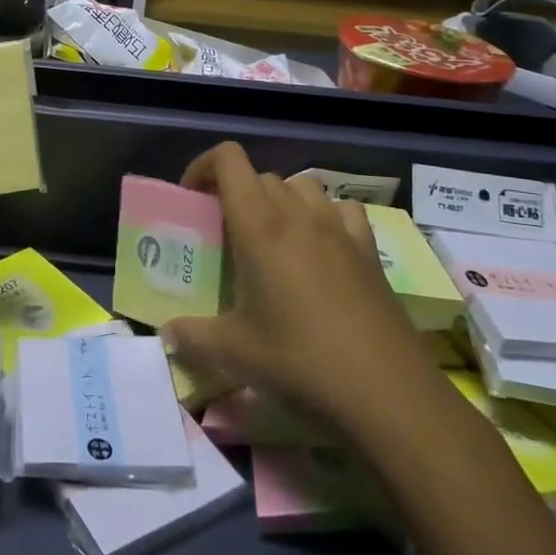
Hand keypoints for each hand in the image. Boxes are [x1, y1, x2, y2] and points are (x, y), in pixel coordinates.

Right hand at [161, 143, 436, 430]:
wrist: (388, 394)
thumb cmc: (301, 363)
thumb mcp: (235, 354)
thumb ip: (192, 337)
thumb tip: (167, 333)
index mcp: (259, 227)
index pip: (229, 160)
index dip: (204, 166)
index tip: (192, 198)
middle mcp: (299, 215)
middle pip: (261, 176)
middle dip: (237, 193)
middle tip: (227, 233)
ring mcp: (339, 229)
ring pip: (302, 185)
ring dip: (280, 199)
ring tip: (272, 238)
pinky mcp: (369, 249)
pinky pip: (342, 209)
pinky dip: (325, 216)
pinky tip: (322, 248)